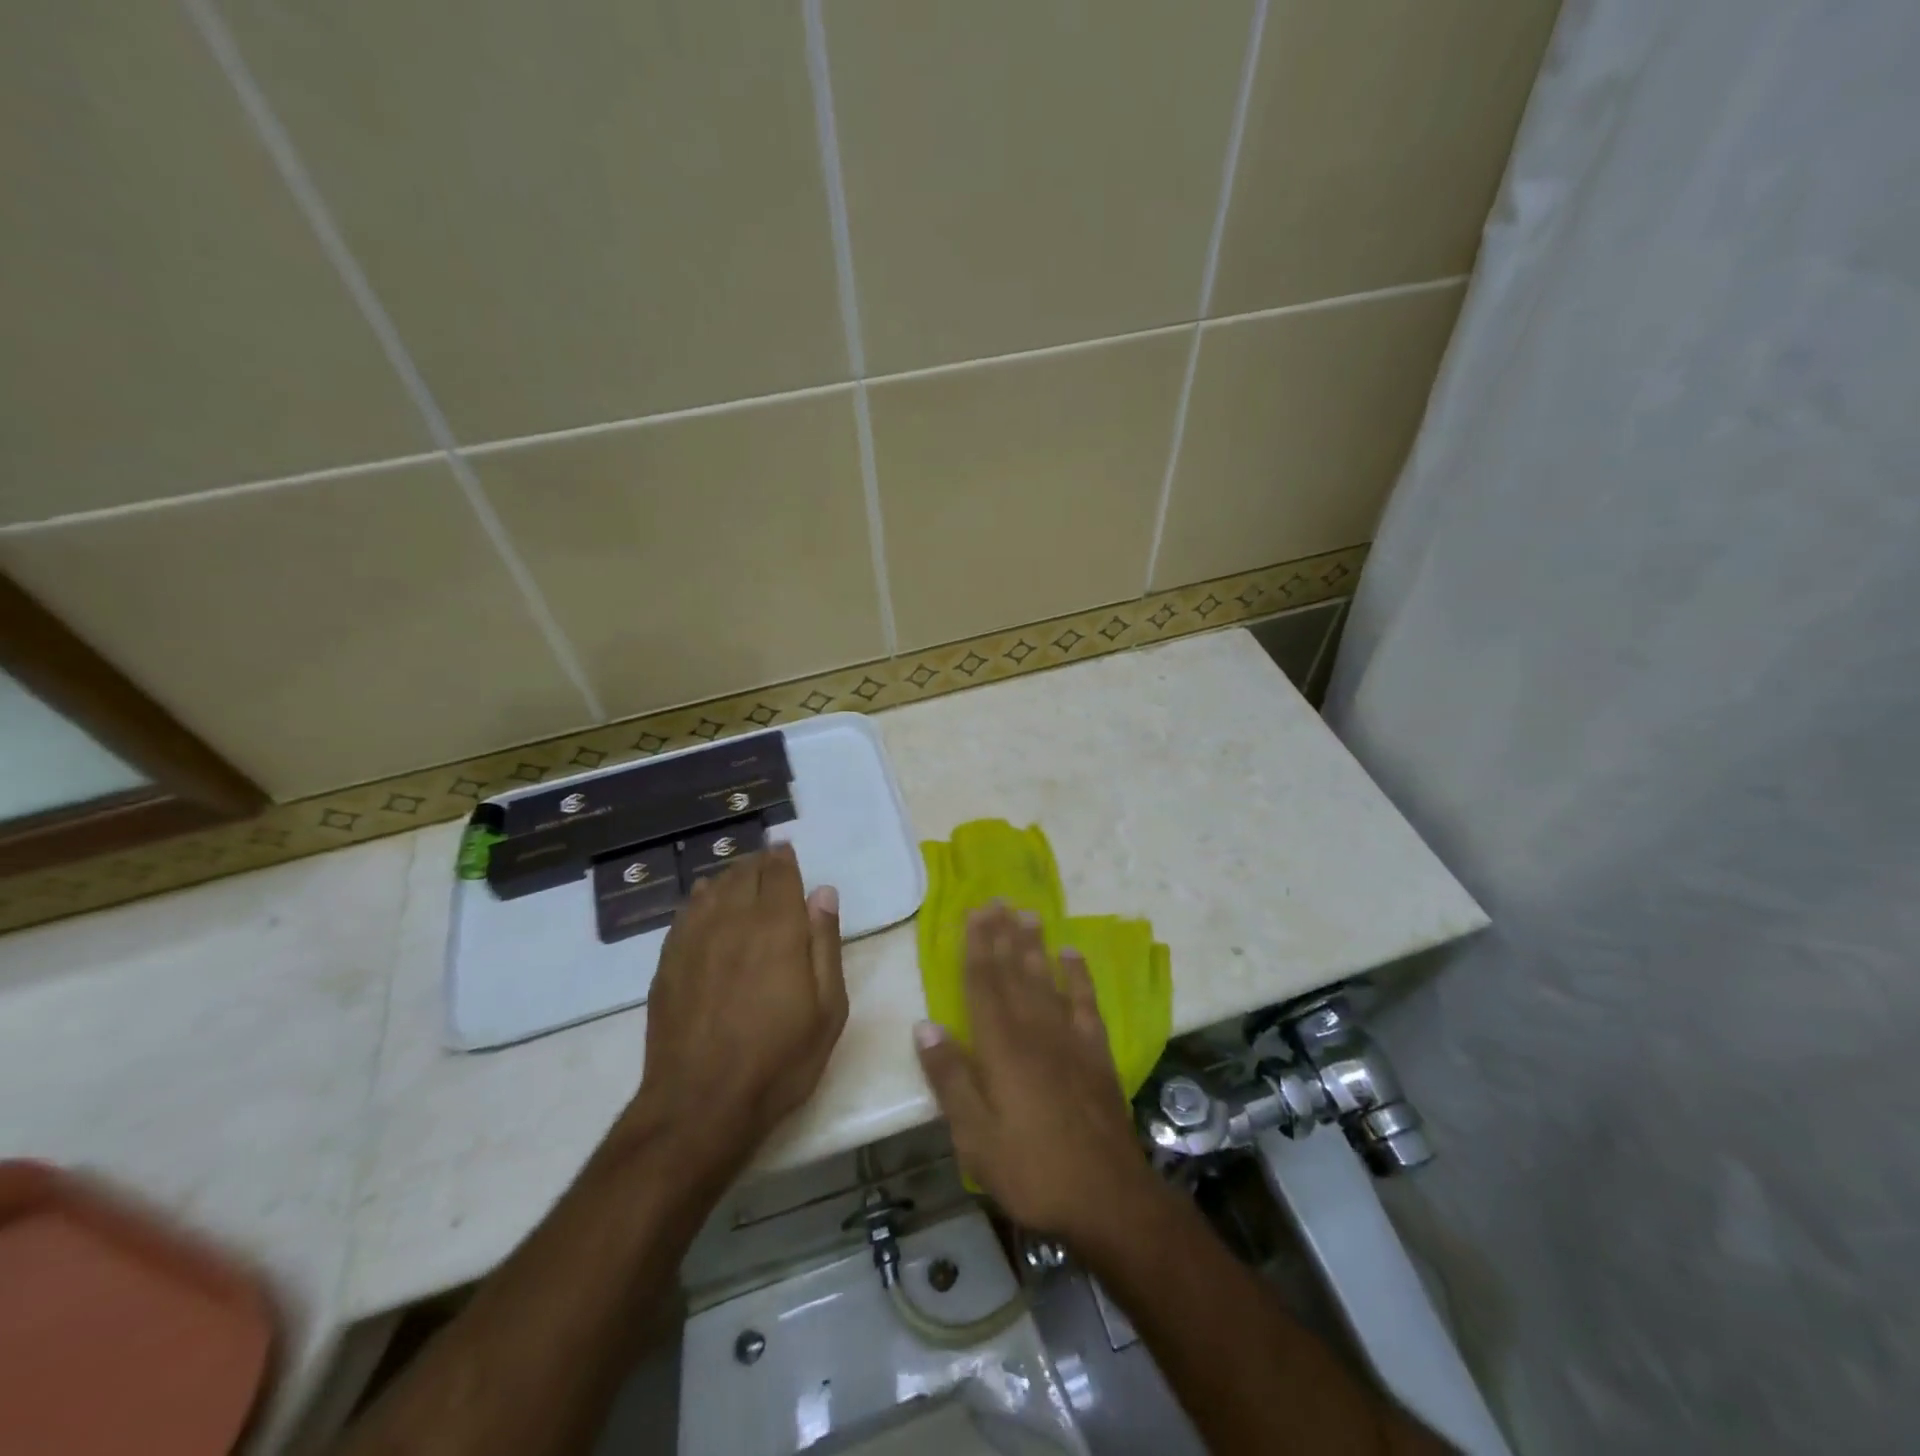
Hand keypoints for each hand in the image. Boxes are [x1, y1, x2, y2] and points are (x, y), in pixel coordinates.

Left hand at [630, 844, 846, 1170]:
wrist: (700, 1104)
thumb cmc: (779, 1059)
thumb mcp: (828, 1009)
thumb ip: (825, 944)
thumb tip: (823, 893)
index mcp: (777, 928)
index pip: (778, 874)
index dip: (783, 858)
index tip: (786, 851)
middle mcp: (733, 922)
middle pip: (743, 874)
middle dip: (757, 863)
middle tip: (768, 862)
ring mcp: (694, 941)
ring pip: (711, 888)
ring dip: (728, 876)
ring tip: (739, 876)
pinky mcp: (668, 963)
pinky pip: (685, 913)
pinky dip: (699, 898)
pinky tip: (703, 901)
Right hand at [914, 904, 1150, 1243]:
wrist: (1107, 1196)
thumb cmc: (1031, 1169)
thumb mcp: (976, 1137)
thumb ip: (951, 1078)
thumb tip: (924, 1025)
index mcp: (1001, 1047)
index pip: (983, 984)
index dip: (976, 946)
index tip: (972, 913)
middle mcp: (1035, 1030)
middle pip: (1014, 972)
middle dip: (1002, 935)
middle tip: (996, 900)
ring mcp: (1070, 1039)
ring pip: (1046, 979)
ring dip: (1035, 945)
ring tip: (1028, 913)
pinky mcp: (1097, 1053)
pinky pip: (1085, 1003)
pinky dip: (1078, 976)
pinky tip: (1072, 955)